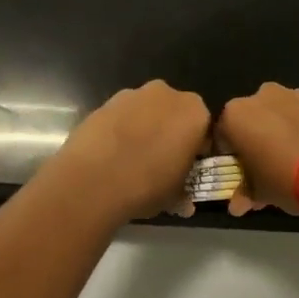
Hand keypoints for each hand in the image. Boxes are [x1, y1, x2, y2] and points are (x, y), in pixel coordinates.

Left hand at [48, 81, 211, 220]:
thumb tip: (185, 203)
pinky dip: (120, 130)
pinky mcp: (105, 101)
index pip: (204, 130)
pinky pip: (121, 116)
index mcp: (195, 113)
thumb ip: (183, 193)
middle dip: (170, 133)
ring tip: (131, 160)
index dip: (196, 151)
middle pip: (174, 114)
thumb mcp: (174, 196)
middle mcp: (167, 94)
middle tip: (160, 163)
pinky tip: (111, 154)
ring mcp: (133, 94)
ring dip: (144, 129)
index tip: (186, 168)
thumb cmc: (148, 184)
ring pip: (146, 112)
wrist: (94, 179)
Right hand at [215, 83, 298, 216]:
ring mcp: (296, 93)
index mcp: (237, 115)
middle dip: (257, 140)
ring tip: (298, 160)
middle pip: (253, 119)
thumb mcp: (262, 193)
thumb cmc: (289, 180)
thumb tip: (237, 205)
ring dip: (283, 131)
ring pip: (281, 114)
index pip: (222, 136)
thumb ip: (246, 193)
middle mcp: (262, 96)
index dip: (231, 157)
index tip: (242, 175)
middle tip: (269, 168)